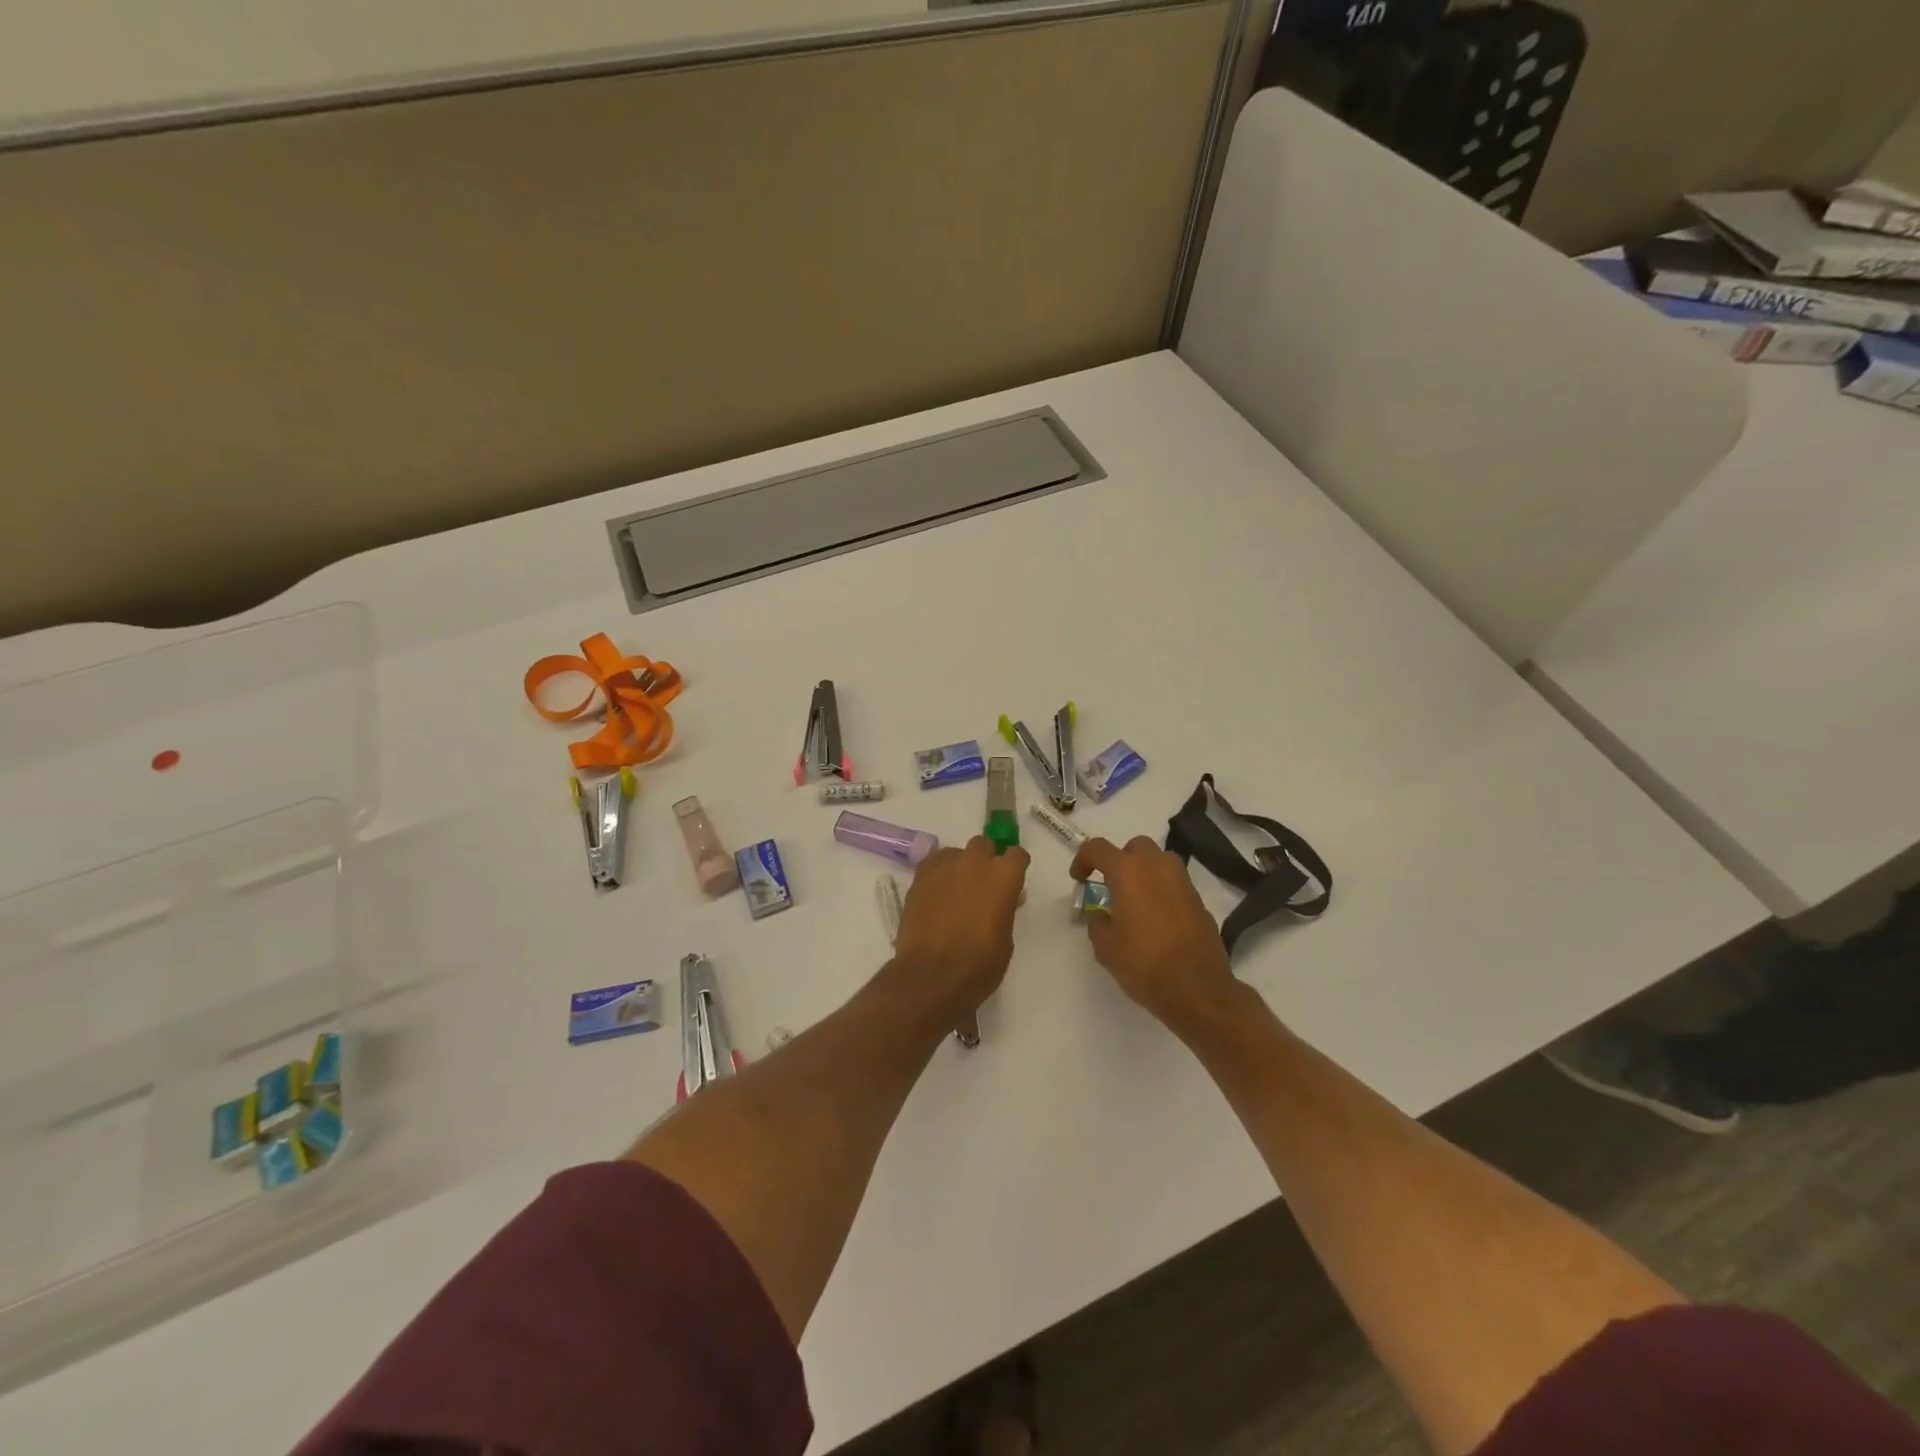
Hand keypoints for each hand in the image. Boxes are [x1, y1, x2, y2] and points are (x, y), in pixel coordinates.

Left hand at [890, 837, 1030, 1020]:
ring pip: (955, 853)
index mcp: (1003, 876)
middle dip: (984, 861)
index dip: (1015, 867)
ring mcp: (944, 866)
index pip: (1017, 855)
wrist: (932, 974)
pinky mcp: (919, 876)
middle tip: (981, 886)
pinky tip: (935, 895)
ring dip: (958, 867)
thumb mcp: (1005, 939)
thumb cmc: (979, 964)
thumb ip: (1004, 909)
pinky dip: (937, 875)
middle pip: (983, 845)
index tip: (1012, 882)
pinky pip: (933, 865)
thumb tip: (999, 901)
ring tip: (953, 892)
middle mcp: (975, 862)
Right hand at [1070, 837, 1236, 1027]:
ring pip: (1159, 862)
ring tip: (1135, 902)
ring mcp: (1183, 882)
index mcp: (1128, 871)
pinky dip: (1162, 891)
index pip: (1097, 848)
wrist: (1197, 989)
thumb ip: (1097, 923)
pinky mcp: (1199, 900)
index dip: (1082, 859)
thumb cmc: (1144, 964)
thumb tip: (1102, 915)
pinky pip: (1175, 884)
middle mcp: (1157, 867)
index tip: (1079, 880)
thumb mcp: (1105, 947)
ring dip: (1144, 873)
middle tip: (1111, 887)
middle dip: (1120, 860)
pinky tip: (1157, 920)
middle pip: (1135, 847)